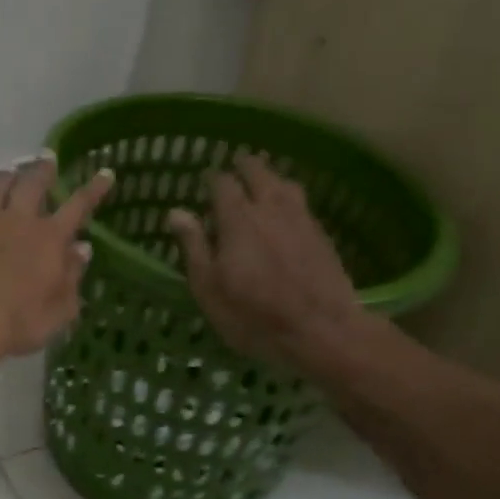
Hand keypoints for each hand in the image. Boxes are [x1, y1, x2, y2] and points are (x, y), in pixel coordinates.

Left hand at [0, 156, 113, 364]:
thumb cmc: (20, 322)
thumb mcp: (60, 309)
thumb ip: (72, 276)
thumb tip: (81, 249)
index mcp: (49, 238)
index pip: (78, 205)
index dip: (94, 189)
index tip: (104, 172)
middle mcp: (17, 222)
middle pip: (32, 185)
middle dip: (43, 170)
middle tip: (47, 158)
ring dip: (5, 180)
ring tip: (9, 172)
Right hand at [167, 154, 368, 371]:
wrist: (322, 332)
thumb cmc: (253, 314)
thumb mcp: (209, 287)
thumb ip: (193, 245)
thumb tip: (176, 212)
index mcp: (238, 219)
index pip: (223, 184)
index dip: (213, 179)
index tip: (206, 181)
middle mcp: (271, 209)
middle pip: (259, 173)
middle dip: (245, 166)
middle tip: (236, 166)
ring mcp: (302, 220)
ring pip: (285, 184)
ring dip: (272, 177)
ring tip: (264, 181)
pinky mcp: (322, 236)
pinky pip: (302, 204)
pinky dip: (290, 198)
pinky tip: (287, 210)